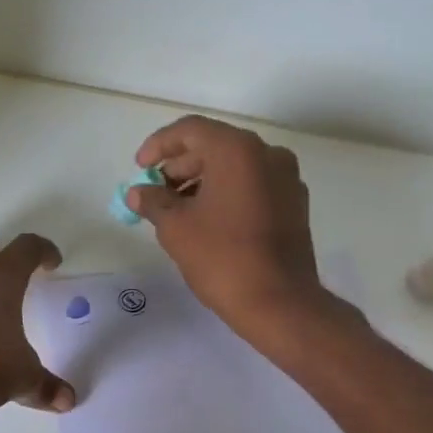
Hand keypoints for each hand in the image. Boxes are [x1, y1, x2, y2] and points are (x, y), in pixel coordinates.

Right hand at [125, 115, 327, 334]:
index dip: (159, 145)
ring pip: (235, 167)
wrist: (279, 303)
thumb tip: (138, 193)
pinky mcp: (294, 204)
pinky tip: (207, 220)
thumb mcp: (176, 228)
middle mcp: (267, 154)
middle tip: (155, 192)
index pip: (190, 130)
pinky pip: (253, 185)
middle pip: (214, 146)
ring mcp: (286, 179)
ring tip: (176, 210)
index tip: (140, 168)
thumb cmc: (222, 258)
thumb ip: (153, 202)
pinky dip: (227, 193)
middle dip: (180, 166)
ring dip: (202, 180)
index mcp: (237, 150)